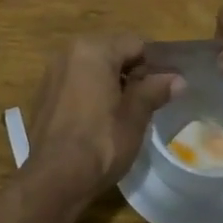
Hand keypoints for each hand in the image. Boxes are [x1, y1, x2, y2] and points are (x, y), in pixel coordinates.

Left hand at [26, 36, 182, 195]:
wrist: (54, 180)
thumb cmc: (100, 142)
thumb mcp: (135, 116)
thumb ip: (155, 90)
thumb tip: (178, 79)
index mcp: (93, 49)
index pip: (134, 43)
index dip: (153, 65)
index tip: (161, 90)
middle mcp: (68, 52)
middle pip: (112, 51)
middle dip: (130, 72)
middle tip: (145, 102)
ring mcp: (52, 73)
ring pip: (92, 67)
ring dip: (110, 82)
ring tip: (123, 113)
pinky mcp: (43, 94)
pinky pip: (75, 82)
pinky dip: (90, 92)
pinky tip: (98, 120)